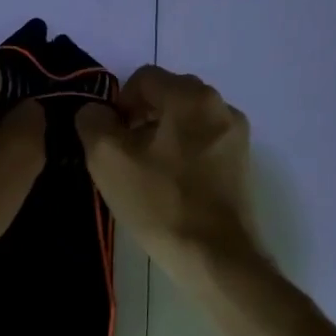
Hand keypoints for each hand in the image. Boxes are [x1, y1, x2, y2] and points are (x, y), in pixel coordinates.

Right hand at [76, 66, 261, 282]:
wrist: (214, 257)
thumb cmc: (159, 202)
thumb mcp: (107, 158)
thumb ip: (93, 122)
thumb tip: (96, 112)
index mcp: (191, 97)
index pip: (144, 78)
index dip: (118, 103)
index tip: (109, 137)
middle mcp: (221, 106)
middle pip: (168, 95)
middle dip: (141, 117)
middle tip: (124, 153)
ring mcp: (237, 136)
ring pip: (186, 121)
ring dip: (162, 135)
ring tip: (146, 172)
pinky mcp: (242, 164)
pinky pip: (203, 143)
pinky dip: (183, 153)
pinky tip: (170, 185)